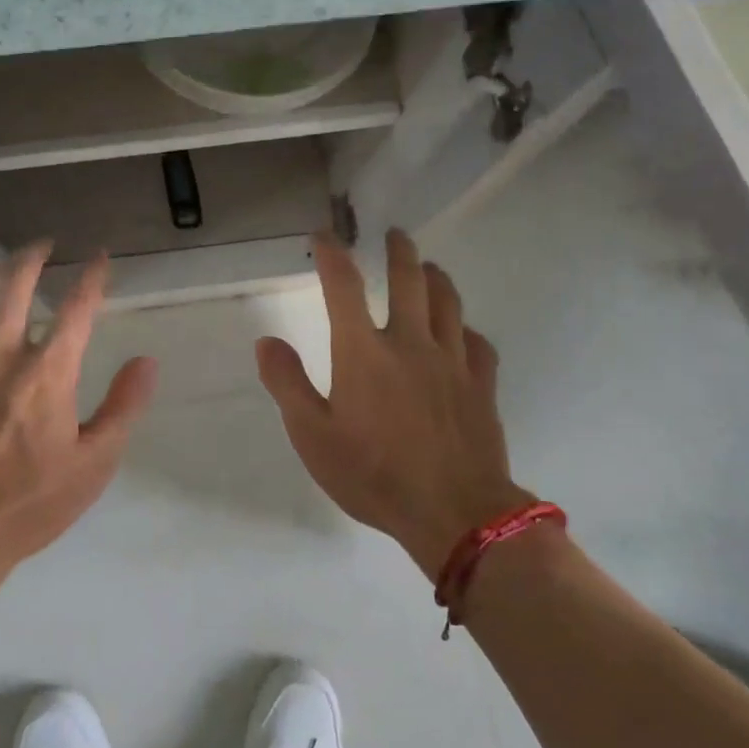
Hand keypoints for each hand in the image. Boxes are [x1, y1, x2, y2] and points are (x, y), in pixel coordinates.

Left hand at [0, 245, 157, 582]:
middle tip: (43, 244)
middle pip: (13, 286)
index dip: (92, 276)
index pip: (77, 308)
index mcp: (47, 372)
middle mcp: (1, 357)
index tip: (100, 257)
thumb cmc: (30, 504)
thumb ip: (123, 406)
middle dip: (31, 256)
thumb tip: (146, 360)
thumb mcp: (94, 463)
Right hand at [257, 229, 531, 577]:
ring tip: (429, 266)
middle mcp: (410, 342)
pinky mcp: (481, 384)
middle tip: (395, 234)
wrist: (455, 513)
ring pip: (447, 302)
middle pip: (409, 280)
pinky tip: (462, 332)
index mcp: (364, 351)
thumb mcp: (313, 437)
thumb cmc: (374, 475)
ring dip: (436, 277)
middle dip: (399, 251)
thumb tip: (267, 342)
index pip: (344, 286)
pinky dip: (466, 328)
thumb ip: (288, 384)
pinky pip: (477, 343)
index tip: (324, 235)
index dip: (332, 255)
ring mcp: (452, 361)